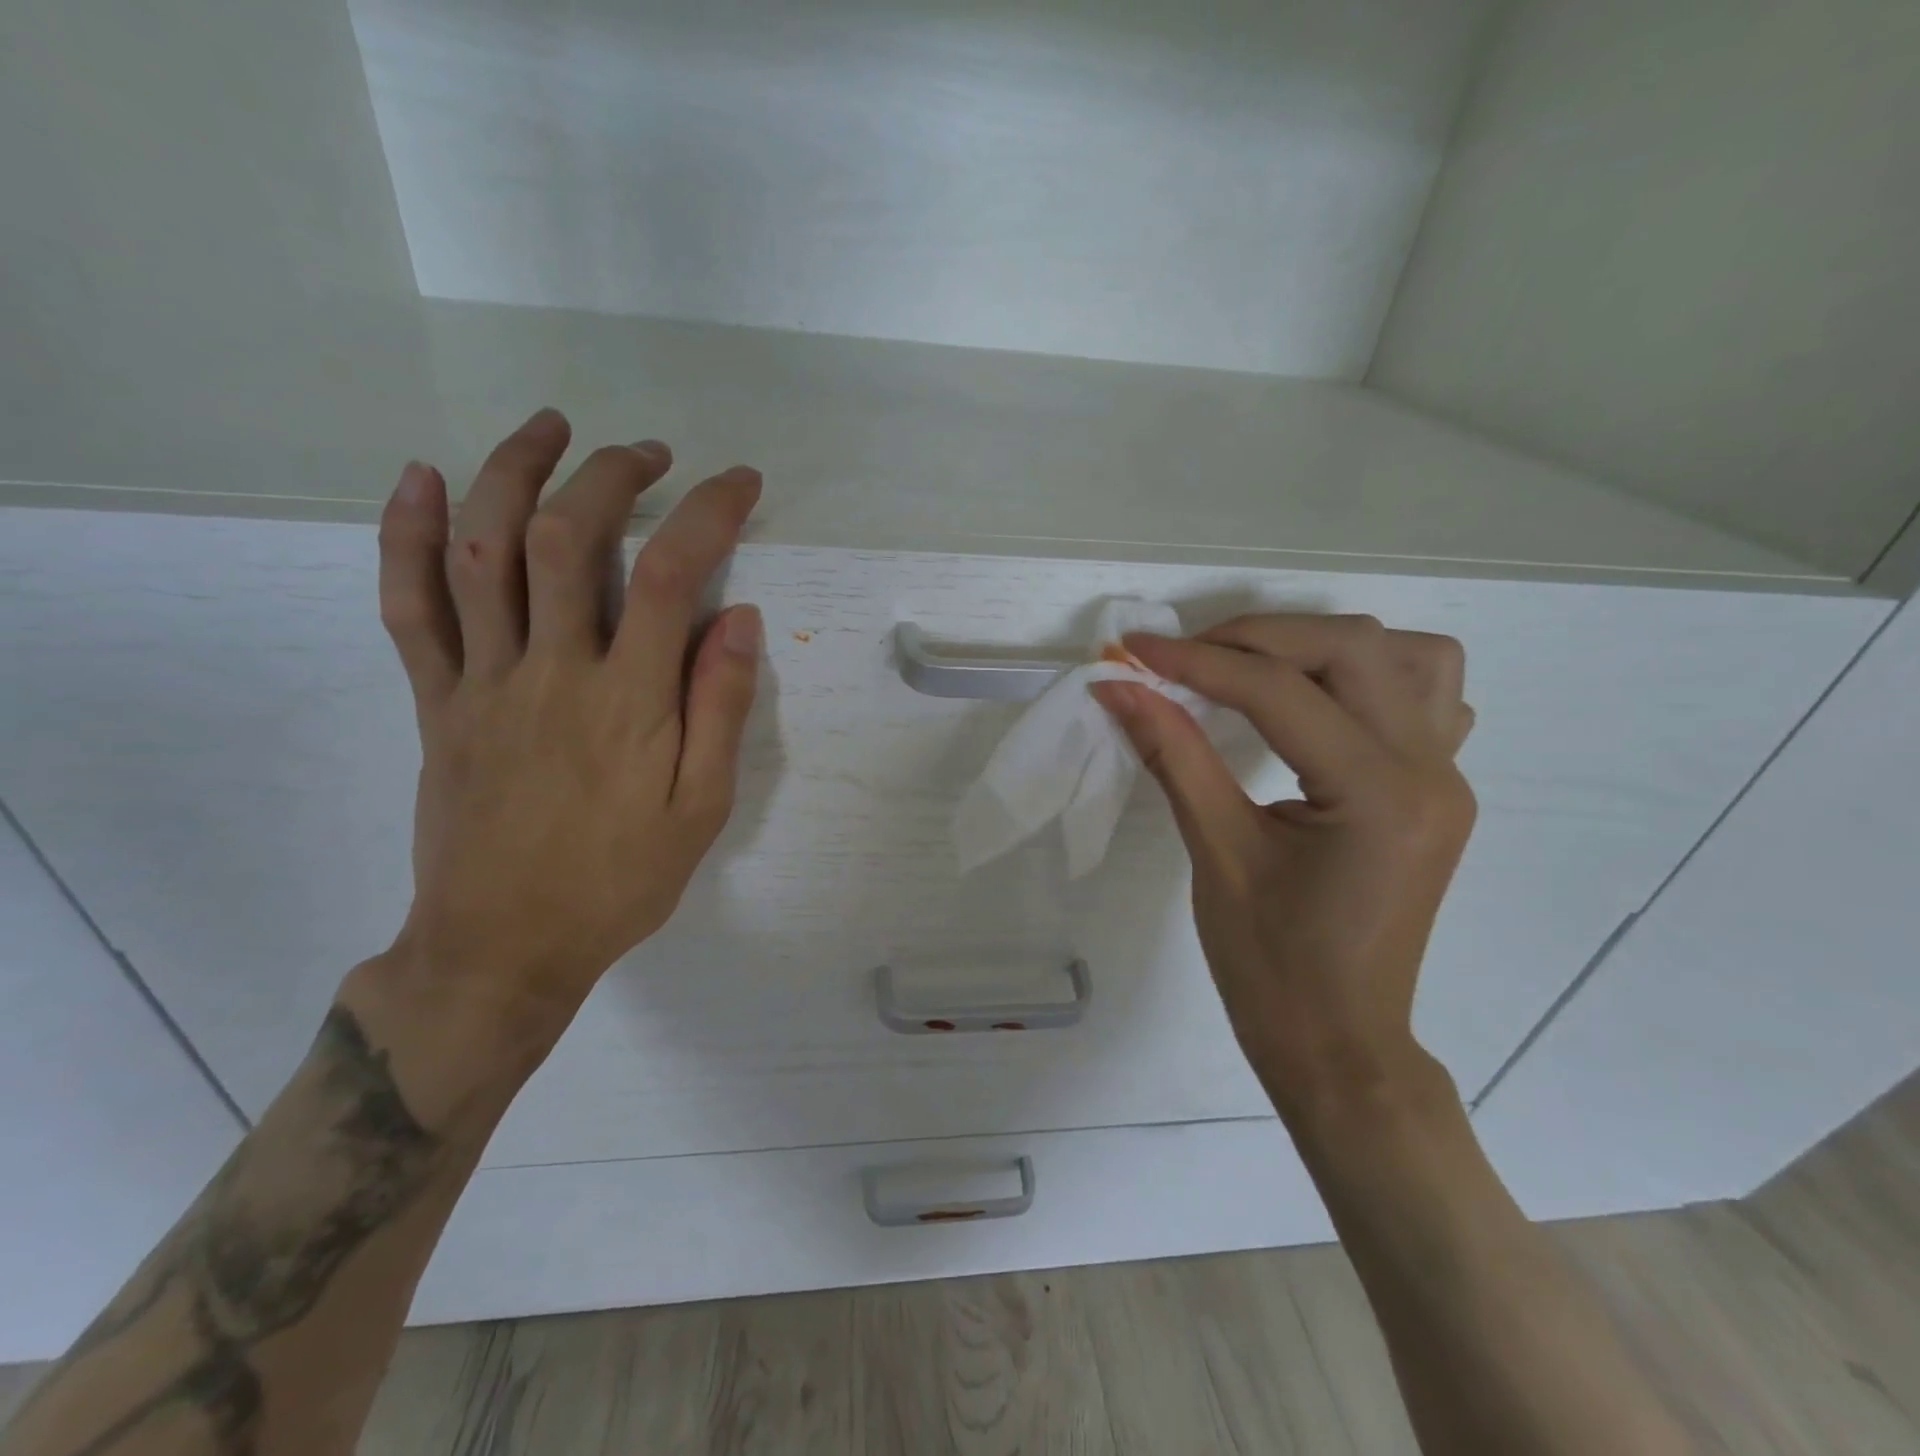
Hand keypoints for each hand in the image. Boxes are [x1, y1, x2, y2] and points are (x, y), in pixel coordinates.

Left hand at [366, 408, 762, 1057]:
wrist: (505, 946)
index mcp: (629, 702)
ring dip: (514, 471)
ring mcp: (482, 681)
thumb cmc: (619, 882)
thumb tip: (740, 619)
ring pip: (484, 551)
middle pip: (569, 538)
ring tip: (550, 427)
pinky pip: (410, 605)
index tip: (739, 482)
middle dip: (612, 475)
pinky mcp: (435, 700)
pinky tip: (423, 478)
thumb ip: (720, 710)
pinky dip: (409, 534)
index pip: (671, 575)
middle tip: (649, 453)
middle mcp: (552, 672)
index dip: (709, 512)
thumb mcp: (702, 810)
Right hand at [1091, 615, 1475, 1117]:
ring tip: (1257, 672)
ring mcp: (1446, 778)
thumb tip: (1119, 689)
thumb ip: (1172, 755)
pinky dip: (1370, 679)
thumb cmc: (1270, 966)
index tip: (1134, 651)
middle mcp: (1429, 770)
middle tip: (1185, 659)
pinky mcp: (1438, 790)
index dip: (1198, 662)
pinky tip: (1320, 704)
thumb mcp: (1216, 852)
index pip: (1280, 692)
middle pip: (1353, 648)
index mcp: (1377, 794)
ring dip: (1324, 647)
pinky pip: (1429, 699)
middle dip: (1256, 639)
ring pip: (1411, 656)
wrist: (1338, 1042)